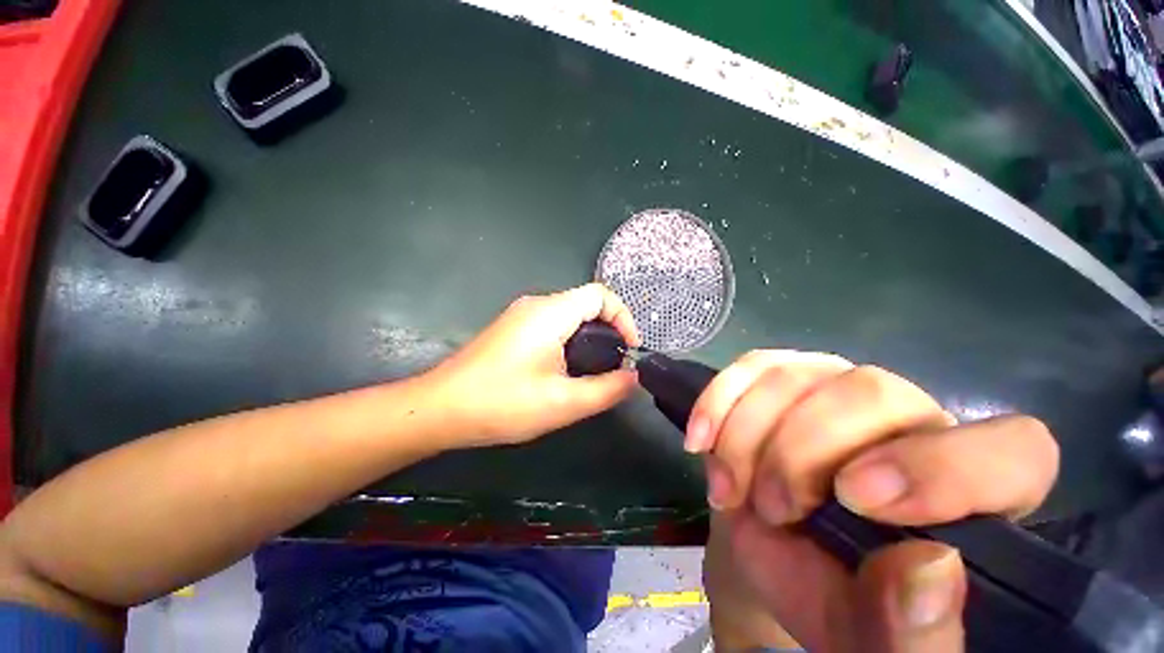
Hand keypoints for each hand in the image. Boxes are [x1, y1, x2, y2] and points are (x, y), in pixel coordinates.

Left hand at [430, 283, 639, 446]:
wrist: (440, 409)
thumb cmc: (502, 404)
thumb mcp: (563, 403)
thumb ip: (607, 389)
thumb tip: (634, 376)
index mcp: (550, 313)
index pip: (601, 295)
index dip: (623, 317)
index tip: (629, 350)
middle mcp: (535, 305)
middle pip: (586, 303)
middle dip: (608, 331)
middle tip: (613, 364)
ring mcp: (520, 315)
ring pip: (569, 315)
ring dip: (588, 337)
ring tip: (593, 370)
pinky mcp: (512, 328)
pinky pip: (552, 324)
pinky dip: (570, 340)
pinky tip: (564, 369)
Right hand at [694, 351, 1058, 651]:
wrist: (775, 552)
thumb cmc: (832, 600)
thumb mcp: (867, 638)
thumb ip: (911, 633)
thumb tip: (929, 568)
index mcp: (971, 494)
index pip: (1011, 451)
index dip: (941, 467)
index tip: (854, 500)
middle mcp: (912, 421)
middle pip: (869, 392)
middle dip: (799, 453)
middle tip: (768, 508)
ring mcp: (839, 386)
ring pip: (795, 376)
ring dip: (745, 436)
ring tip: (727, 490)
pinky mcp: (784, 374)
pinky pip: (751, 366)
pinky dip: (717, 402)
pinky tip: (701, 442)